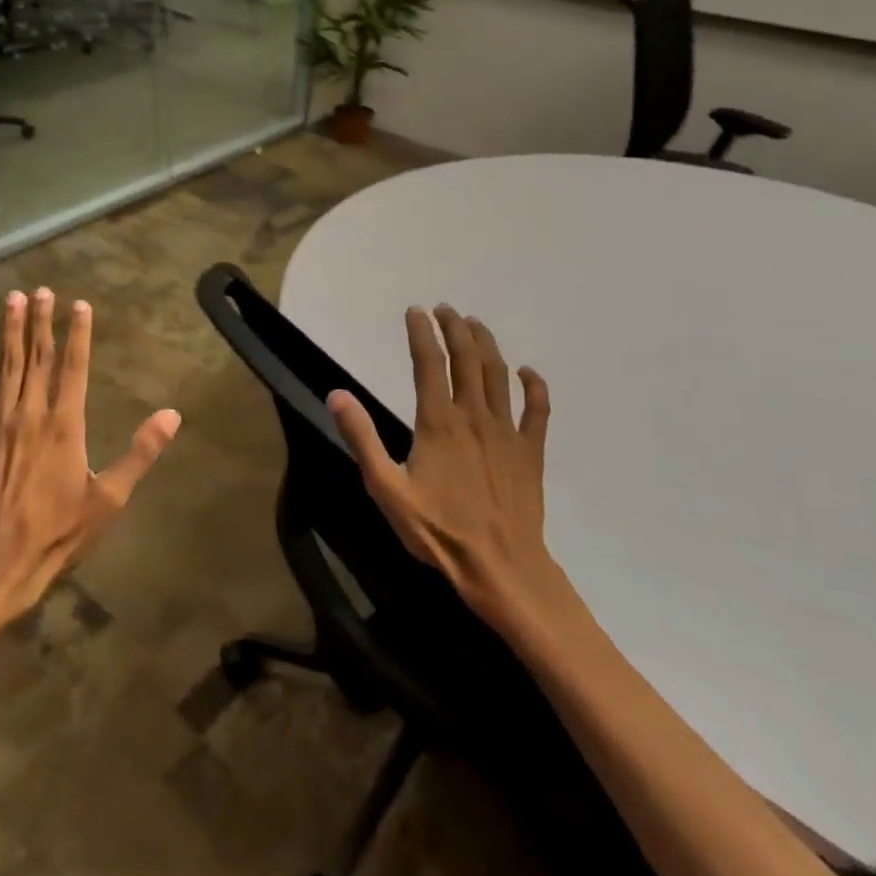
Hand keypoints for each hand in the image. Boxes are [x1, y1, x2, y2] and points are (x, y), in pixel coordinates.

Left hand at [0, 287, 180, 619]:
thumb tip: (172, 415)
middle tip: (40, 290)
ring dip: (9, 332)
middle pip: (37, 358)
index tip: (78, 305)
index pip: (74, 367)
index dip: (77, 334)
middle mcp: (30, 414)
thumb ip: (140, 452)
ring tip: (11, 300)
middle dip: (39, 322)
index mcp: (65, 425)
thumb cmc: (60, 531)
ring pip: (5, 367)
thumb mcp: (110, 498)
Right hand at [328, 305, 570, 640]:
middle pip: (467, 359)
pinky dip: (534, 387)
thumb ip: (362, 439)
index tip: (415, 311)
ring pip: (499, 376)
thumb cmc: (438, 530)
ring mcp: (508, 432)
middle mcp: (475, 416)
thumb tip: (337, 395)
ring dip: (487, 345)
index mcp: (438, 422)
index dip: (421, 333)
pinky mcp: (531, 452)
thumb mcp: (386, 488)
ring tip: (475, 324)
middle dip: (455, 328)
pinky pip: (538, 411)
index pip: (429, 363)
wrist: (501, 567)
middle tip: (445, 309)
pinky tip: (528, 372)